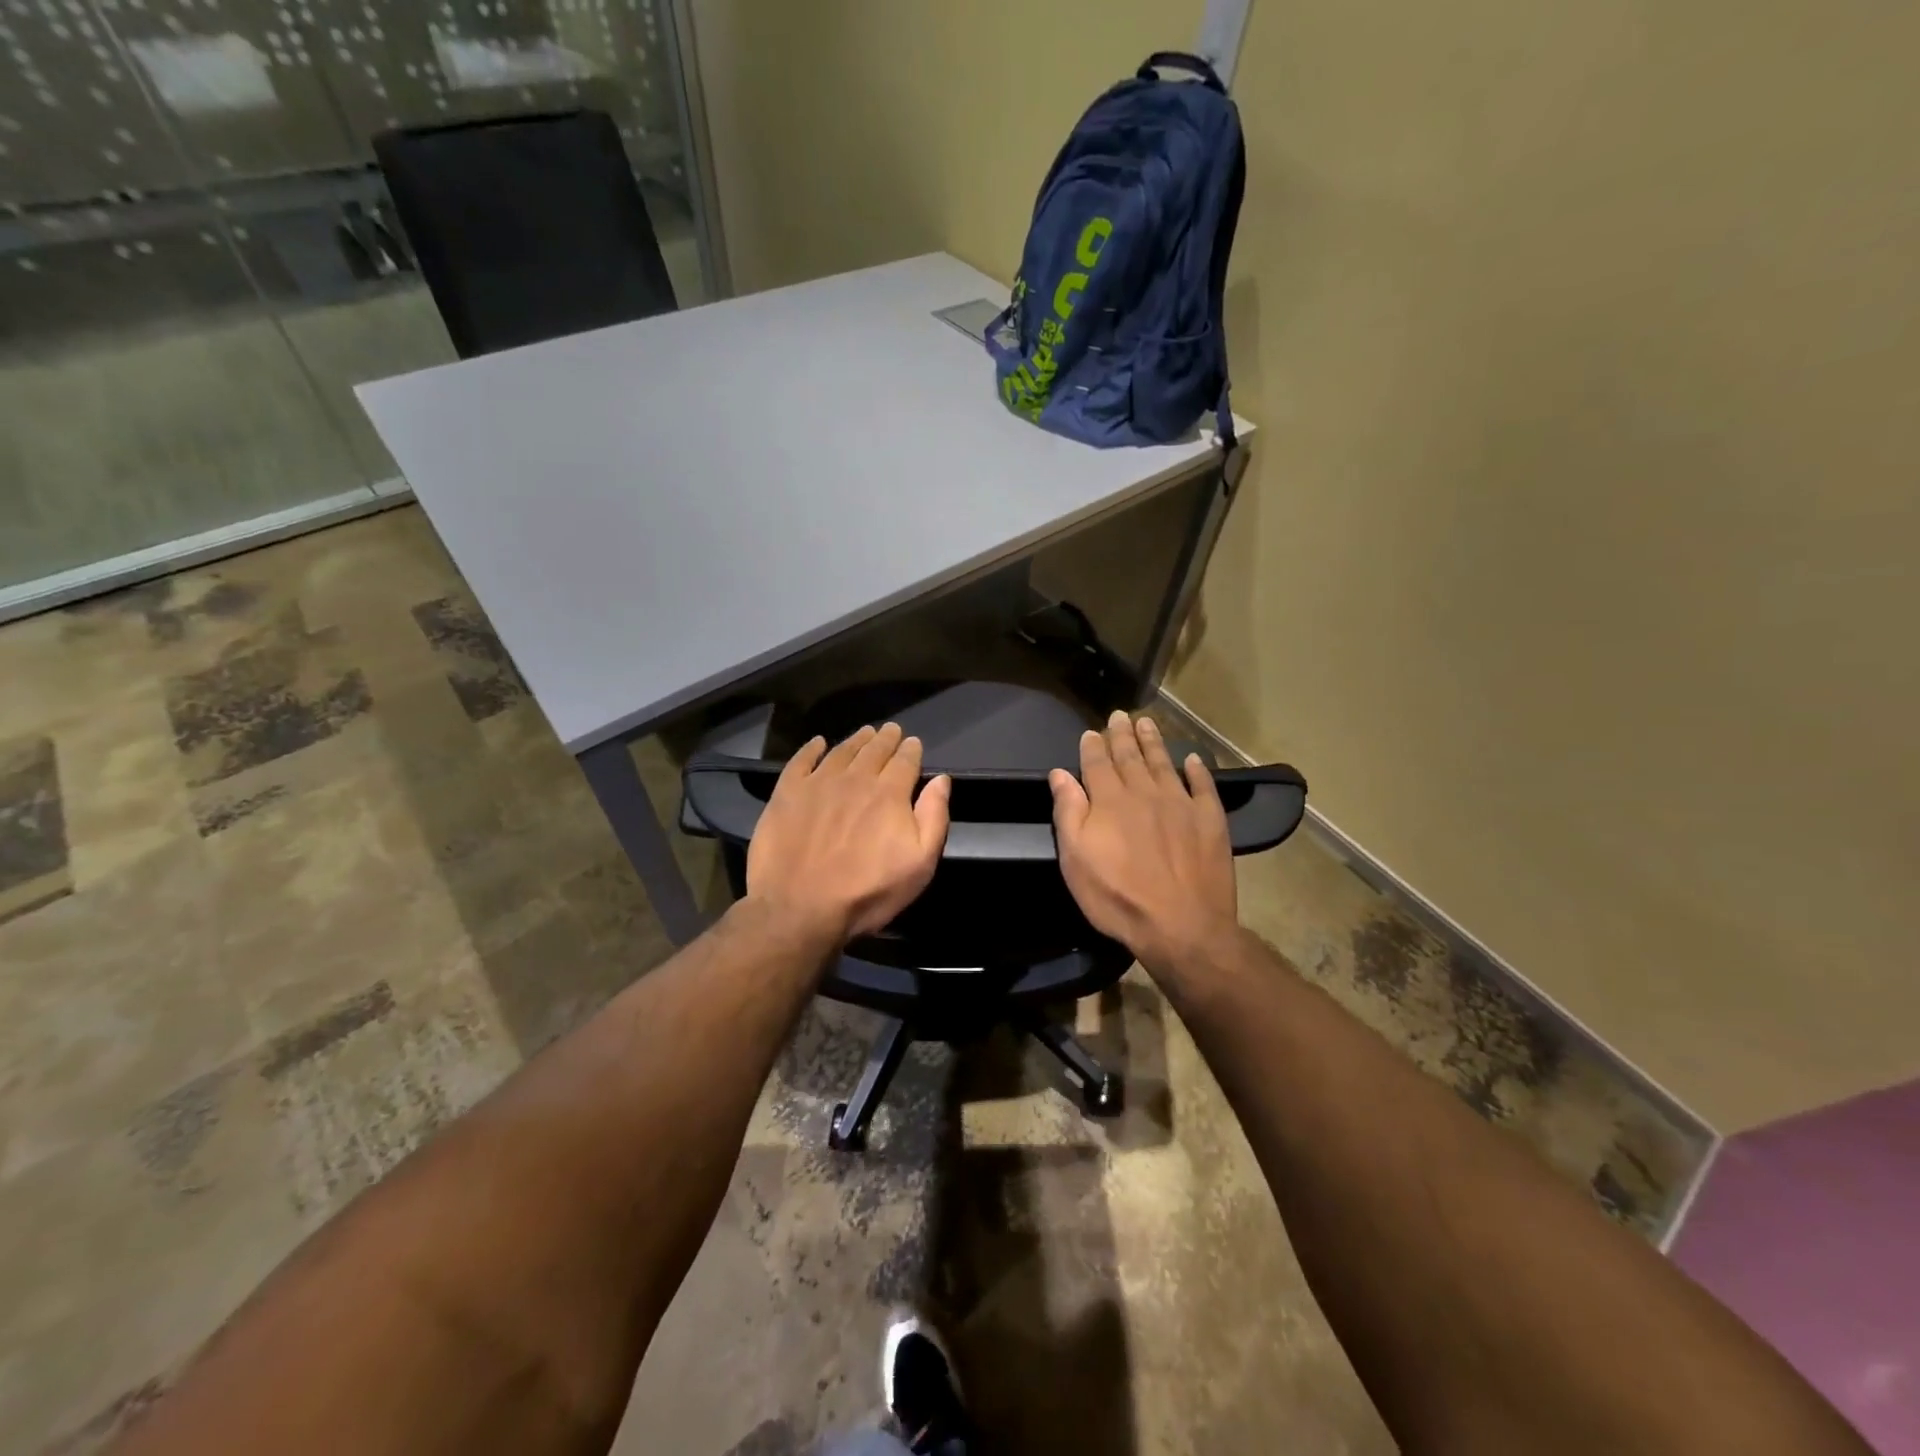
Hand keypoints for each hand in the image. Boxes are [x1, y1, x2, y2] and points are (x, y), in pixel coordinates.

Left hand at [745, 722, 951, 946]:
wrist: (800, 908)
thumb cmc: (867, 891)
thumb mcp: (919, 864)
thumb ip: (933, 817)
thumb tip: (941, 780)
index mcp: (889, 793)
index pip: (905, 761)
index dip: (911, 750)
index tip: (913, 742)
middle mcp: (855, 778)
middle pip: (874, 751)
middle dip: (886, 739)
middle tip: (891, 730)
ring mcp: (818, 783)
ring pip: (842, 751)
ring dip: (856, 740)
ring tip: (864, 733)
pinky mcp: (787, 793)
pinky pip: (801, 761)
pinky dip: (812, 749)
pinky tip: (818, 744)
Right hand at [1049, 711, 1238, 971]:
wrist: (1181, 925)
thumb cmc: (1118, 896)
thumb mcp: (1076, 859)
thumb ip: (1068, 811)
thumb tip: (1060, 773)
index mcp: (1110, 800)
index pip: (1098, 763)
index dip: (1093, 746)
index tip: (1091, 732)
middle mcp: (1145, 792)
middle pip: (1131, 756)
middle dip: (1122, 735)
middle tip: (1119, 716)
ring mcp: (1181, 803)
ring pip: (1164, 763)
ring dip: (1153, 742)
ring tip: (1147, 724)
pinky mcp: (1210, 819)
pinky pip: (1203, 785)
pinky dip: (1197, 770)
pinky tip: (1193, 760)